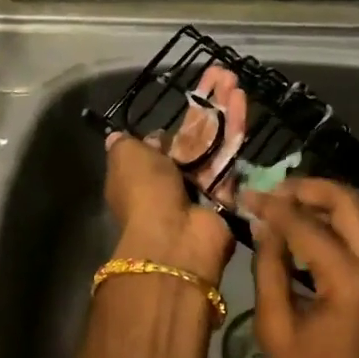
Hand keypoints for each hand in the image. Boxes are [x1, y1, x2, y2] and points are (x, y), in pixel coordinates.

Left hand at [105, 130, 233, 281]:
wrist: (177, 233)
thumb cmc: (146, 190)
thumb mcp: (125, 156)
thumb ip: (123, 143)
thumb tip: (119, 135)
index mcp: (133, 182)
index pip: (146, 156)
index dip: (158, 140)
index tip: (172, 127)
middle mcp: (161, 194)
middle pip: (180, 162)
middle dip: (193, 145)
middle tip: (208, 124)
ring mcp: (191, 206)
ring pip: (205, 171)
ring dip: (215, 155)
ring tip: (228, 130)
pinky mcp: (217, 213)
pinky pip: (227, 185)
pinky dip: (233, 171)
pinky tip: (238, 149)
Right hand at [245, 178, 358, 357]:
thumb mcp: (277, 330)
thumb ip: (270, 270)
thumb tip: (266, 228)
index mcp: (352, 280)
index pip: (307, 225)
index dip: (274, 207)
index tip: (247, 195)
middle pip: (349, 203)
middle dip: (310, 189)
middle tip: (274, 190)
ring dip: (325, 205)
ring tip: (285, 205)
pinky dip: (338, 227)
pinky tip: (307, 233)